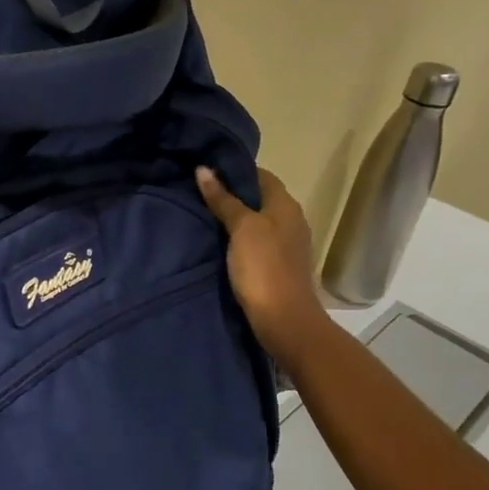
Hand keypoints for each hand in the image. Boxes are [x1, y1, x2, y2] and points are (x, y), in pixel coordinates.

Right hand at [196, 166, 327, 359]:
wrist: (284, 320)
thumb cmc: (263, 267)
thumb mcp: (241, 228)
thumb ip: (223, 199)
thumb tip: (204, 169)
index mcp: (286, 205)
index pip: (261, 175)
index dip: (235, 170)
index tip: (206, 170)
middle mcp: (291, 220)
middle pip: (259, 198)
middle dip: (232, 193)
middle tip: (198, 191)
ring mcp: (287, 245)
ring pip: (257, 221)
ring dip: (234, 217)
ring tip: (202, 214)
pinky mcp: (278, 266)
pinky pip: (256, 241)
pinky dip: (238, 238)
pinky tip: (218, 242)